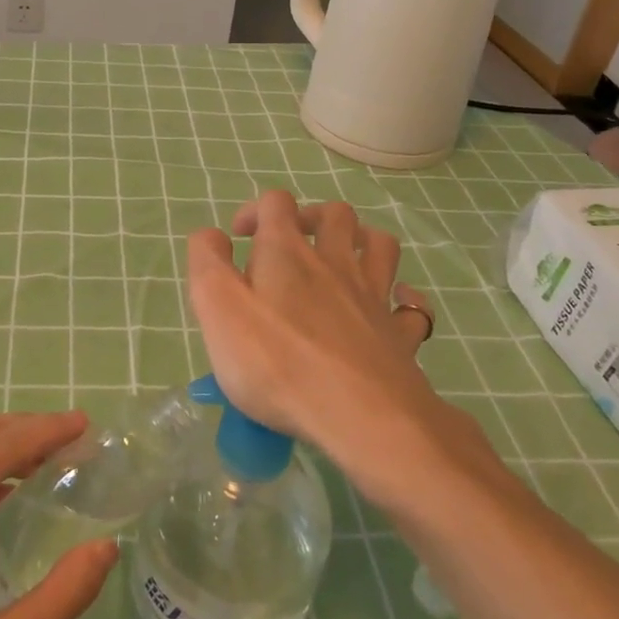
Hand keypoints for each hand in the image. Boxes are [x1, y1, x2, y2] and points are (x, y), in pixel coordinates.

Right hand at [188, 191, 498, 485]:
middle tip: (291, 245)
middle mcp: (334, 262)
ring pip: (379, 245)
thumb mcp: (217, 307)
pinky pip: (411, 306)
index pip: (275, 203)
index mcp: (286, 252)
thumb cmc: (276, 362)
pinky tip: (391, 305)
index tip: (238, 238)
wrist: (361, 416)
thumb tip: (212, 236)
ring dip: (361, 241)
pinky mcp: (399, 335)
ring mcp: (373, 297)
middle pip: (334, 214)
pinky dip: (403, 298)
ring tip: (342, 259)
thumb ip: (207, 262)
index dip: (255, 210)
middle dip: (311, 217)